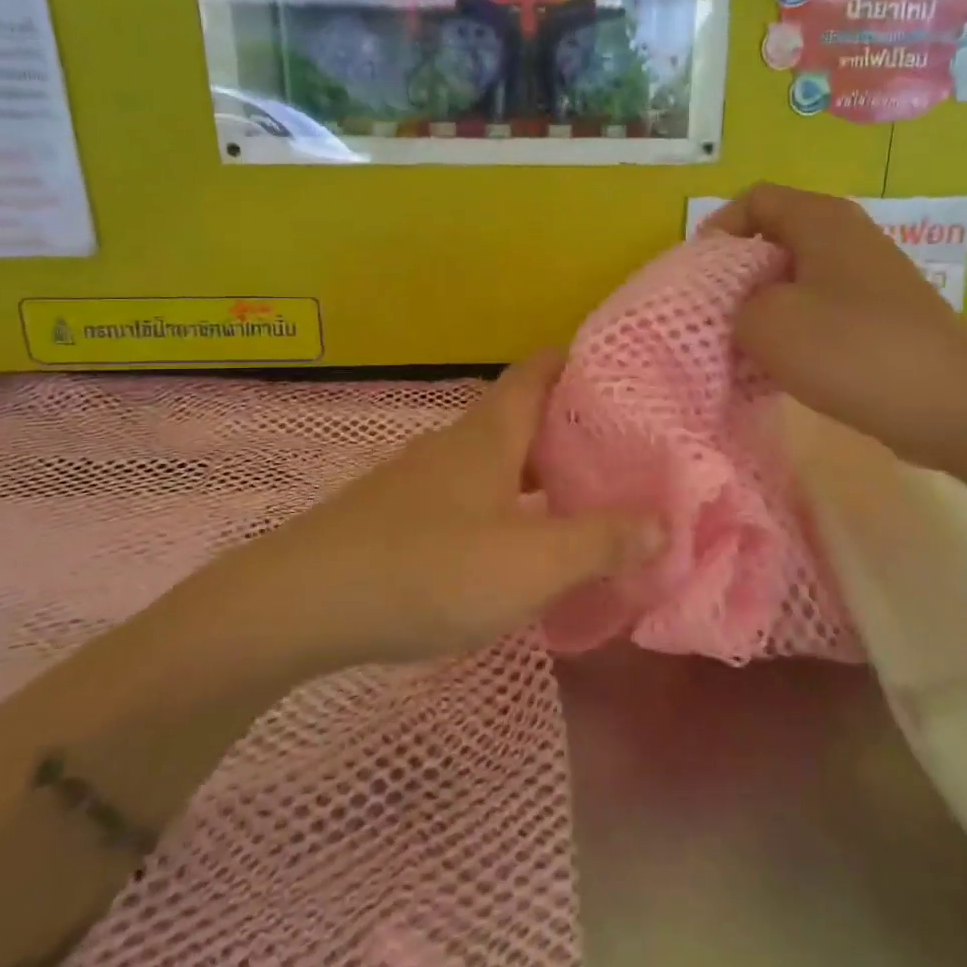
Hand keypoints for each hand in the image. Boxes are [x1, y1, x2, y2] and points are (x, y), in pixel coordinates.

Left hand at [254, 352, 663, 667]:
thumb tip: (666, 522)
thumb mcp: (530, 563)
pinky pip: (473, 496)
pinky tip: (522, 544)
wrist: (300, 605)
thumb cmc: (427, 569)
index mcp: (490, 433)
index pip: (540, 370)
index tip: (627, 375)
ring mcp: (425, 480)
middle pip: (523, 415)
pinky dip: (509, 505)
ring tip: (588, 496)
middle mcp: (457, 444)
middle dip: (574, 425)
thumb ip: (601, 541)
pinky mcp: (403, 517)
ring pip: (497, 459)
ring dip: (541, 470)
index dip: (581, 361)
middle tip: (627, 448)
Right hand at [706, 184, 966, 473]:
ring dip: (763, 313)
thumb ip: (732, 306)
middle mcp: (847, 238)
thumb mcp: (767, 324)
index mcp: (820, 219)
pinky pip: (820, 314)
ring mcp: (867, 280)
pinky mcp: (879, 319)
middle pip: (772, 242)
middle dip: (735, 279)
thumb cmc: (852, 349)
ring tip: (740, 351)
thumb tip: (741, 311)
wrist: (953, 404)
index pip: (754, 200)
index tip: (696, 277)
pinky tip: (779, 372)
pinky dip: (794, 335)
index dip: (717, 231)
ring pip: (794, 283)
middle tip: (711, 319)